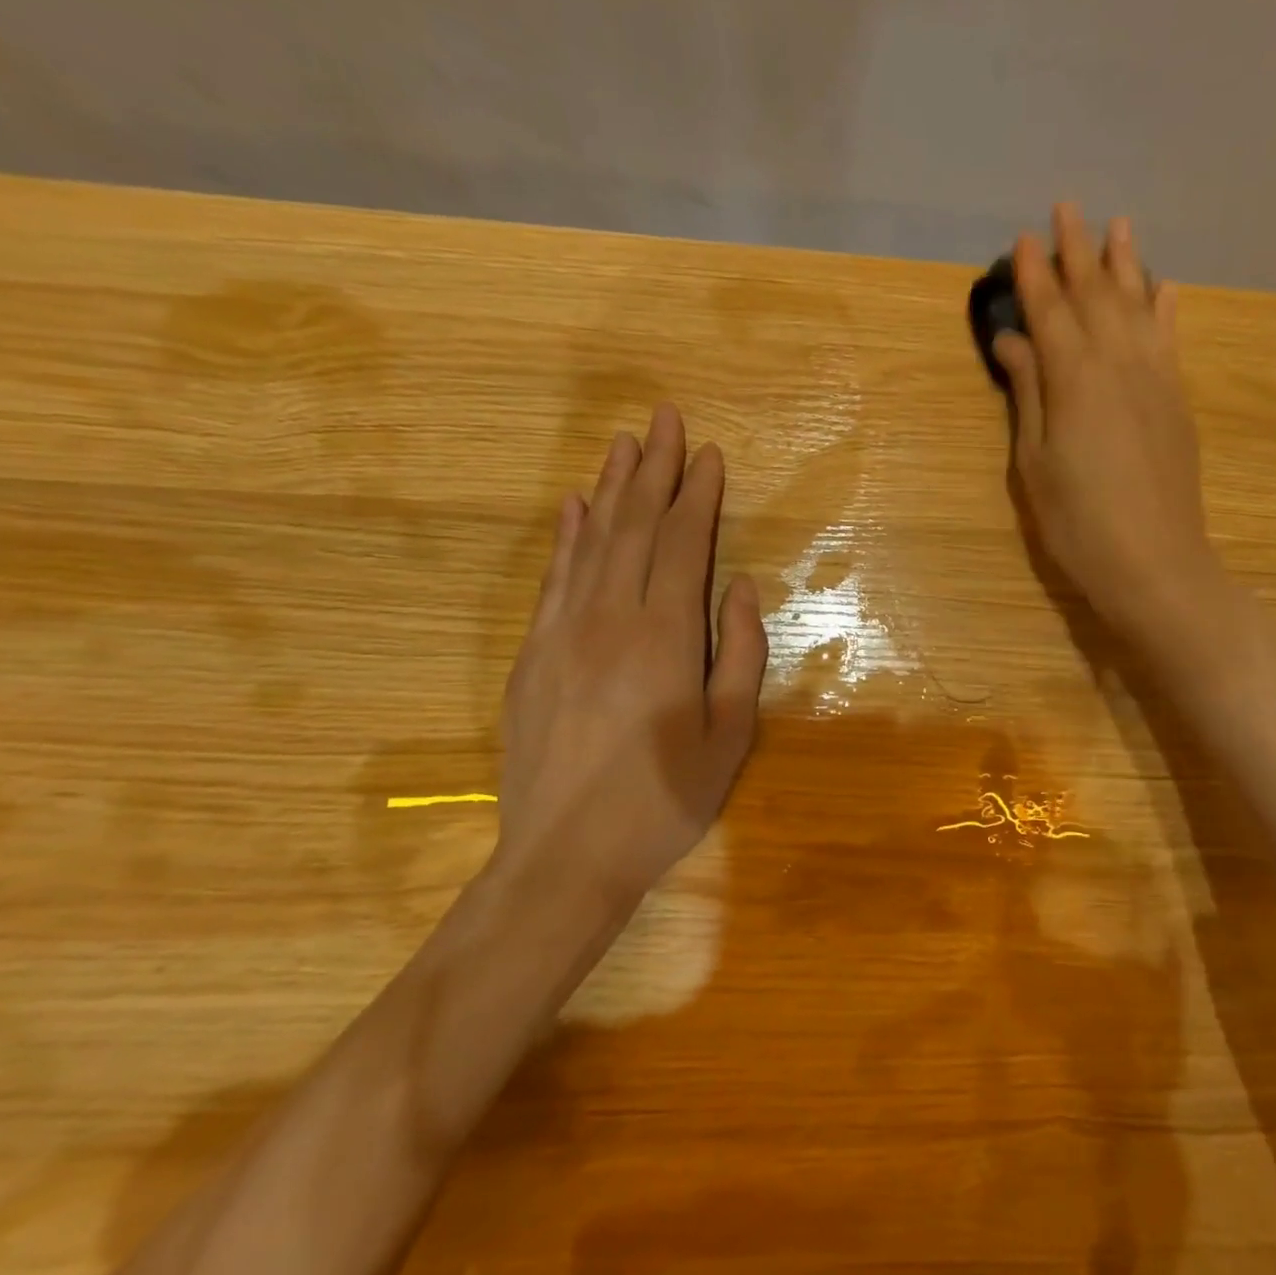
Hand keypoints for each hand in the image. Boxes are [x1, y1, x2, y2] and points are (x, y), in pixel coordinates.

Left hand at [495, 403, 766, 908]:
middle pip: (635, 527)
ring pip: (592, 542)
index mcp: (665, 637)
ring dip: (611, 488)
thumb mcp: (730, 735)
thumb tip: (742, 587)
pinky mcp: (533, 654)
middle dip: (653, 469)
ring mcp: (563, 632)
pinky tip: (575, 508)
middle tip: (663, 417)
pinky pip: (553, 579)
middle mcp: (610, 618)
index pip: (683, 544)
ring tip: (623, 442)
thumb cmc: (663, 800)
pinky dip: (567, 537)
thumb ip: (741, 653)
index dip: (696, 495)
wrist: (563, 857)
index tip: (707, 454)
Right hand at [992, 204, 1223, 656]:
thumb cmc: (1077, 521)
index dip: (1035, 274)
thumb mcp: (1035, 463)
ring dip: (1125, 263)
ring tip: (1118, 225)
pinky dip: (1166, 306)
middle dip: (1078, 251)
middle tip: (1067, 208)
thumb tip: (1014, 340)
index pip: (1049, 311)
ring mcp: (1155, 377)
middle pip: (1094, 295)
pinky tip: (1164, 285)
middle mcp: (1117, 363)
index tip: (1024, 238)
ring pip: (1137, 304)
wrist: (1154, 561)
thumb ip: (1029, 394)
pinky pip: (1171, 337)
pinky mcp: (1177, 398)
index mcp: (1073, 379)